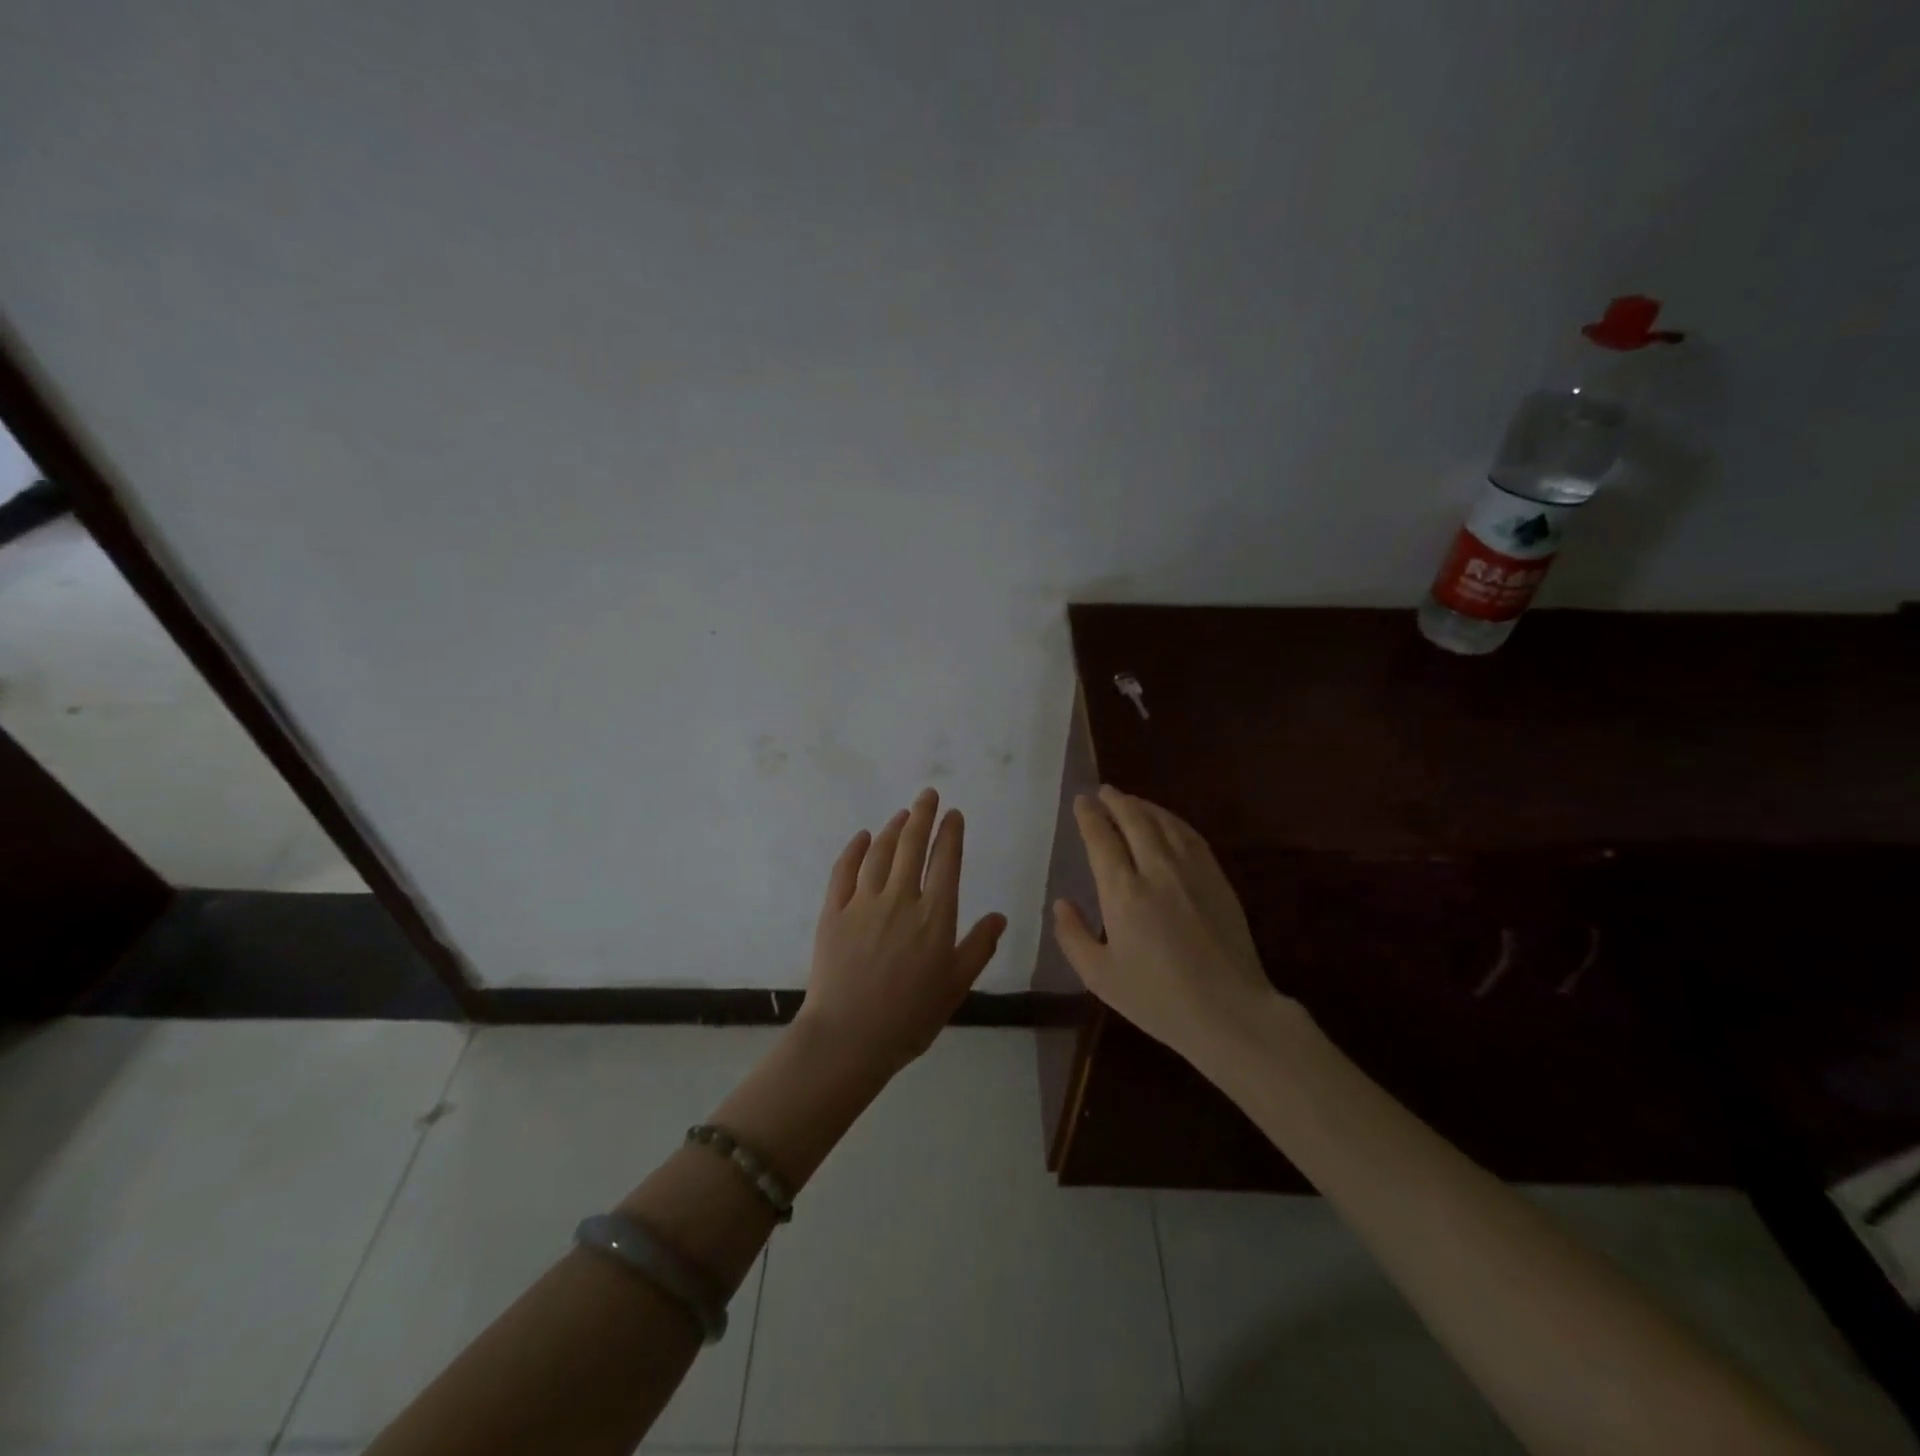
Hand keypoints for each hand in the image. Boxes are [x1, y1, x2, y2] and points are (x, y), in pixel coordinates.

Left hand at [798, 788, 1007, 1080]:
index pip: (946, 861)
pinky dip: (854, 849)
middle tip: (927, 794)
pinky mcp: (833, 912)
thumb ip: (979, 947)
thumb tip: (999, 916)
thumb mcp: (956, 986)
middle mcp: (900, 899)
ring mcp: (863, 903)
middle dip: (922, 815)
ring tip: (901, 814)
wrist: (849, 1037)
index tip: (954, 815)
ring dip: (892, 828)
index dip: (951, 833)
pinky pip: (843, 871)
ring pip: (880, 853)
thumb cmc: (910, 1017)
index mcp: (935, 916)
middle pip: (912, 845)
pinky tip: (862, 837)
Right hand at [1052, 786, 1286, 1065]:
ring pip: (1164, 823)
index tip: (1081, 801)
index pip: (1102, 839)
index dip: (1089, 816)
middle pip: (1134, 820)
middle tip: (1103, 791)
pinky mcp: (1217, 879)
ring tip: (1130, 800)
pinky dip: (1173, 821)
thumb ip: (1073, 936)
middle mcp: (1157, 870)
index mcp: (1123, 893)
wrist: (1229, 1012)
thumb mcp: (1100, 977)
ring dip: (1144, 806)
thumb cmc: (1157, 999)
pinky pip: (1191, 836)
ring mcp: (1192, 871)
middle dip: (1116, 801)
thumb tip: (1061, 902)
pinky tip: (1167, 822)